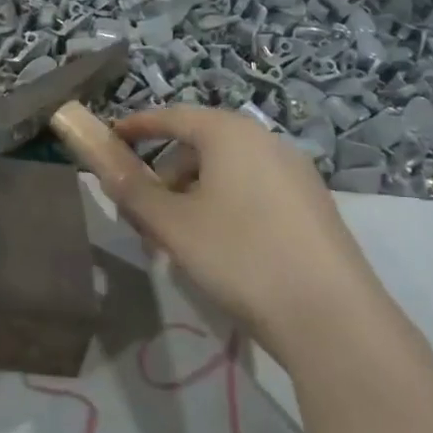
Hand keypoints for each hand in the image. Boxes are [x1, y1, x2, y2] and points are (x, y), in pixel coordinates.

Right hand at [104, 106, 391, 362]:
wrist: (331, 317)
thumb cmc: (239, 255)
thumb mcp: (171, 223)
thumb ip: (132, 188)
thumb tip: (101, 162)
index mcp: (230, 134)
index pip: (172, 115)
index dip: (137, 126)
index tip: (110, 140)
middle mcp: (266, 141)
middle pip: (201, 144)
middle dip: (165, 172)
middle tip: (142, 210)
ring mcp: (296, 173)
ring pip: (227, 170)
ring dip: (193, 193)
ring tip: (177, 238)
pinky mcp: (312, 205)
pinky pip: (253, 190)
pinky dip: (224, 205)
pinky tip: (218, 248)